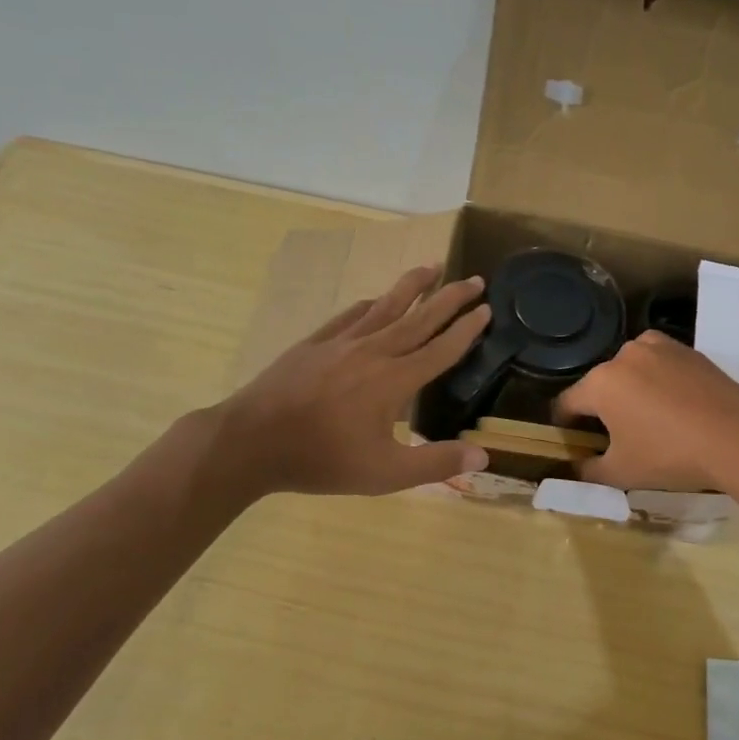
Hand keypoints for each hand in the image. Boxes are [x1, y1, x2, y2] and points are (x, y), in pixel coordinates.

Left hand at [222, 266, 491, 494]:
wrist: (252, 441)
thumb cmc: (322, 460)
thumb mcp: (384, 473)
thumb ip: (436, 463)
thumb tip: (483, 457)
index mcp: (394, 380)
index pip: (441, 349)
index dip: (466, 329)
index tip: (486, 309)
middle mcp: (374, 351)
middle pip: (420, 318)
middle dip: (450, 297)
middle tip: (475, 278)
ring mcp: (341, 343)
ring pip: (386, 306)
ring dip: (412, 285)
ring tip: (432, 265)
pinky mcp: (315, 343)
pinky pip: (351, 315)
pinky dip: (370, 304)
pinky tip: (374, 300)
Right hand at [553, 331, 738, 490]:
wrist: (738, 437)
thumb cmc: (670, 455)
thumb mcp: (622, 472)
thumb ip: (589, 471)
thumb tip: (575, 468)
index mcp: (600, 383)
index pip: (567, 403)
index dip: (564, 424)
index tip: (572, 441)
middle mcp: (624, 355)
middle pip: (600, 383)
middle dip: (601, 407)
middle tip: (614, 436)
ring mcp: (658, 347)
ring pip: (630, 369)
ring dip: (630, 389)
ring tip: (647, 418)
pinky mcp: (687, 349)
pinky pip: (659, 363)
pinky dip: (658, 379)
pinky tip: (673, 404)